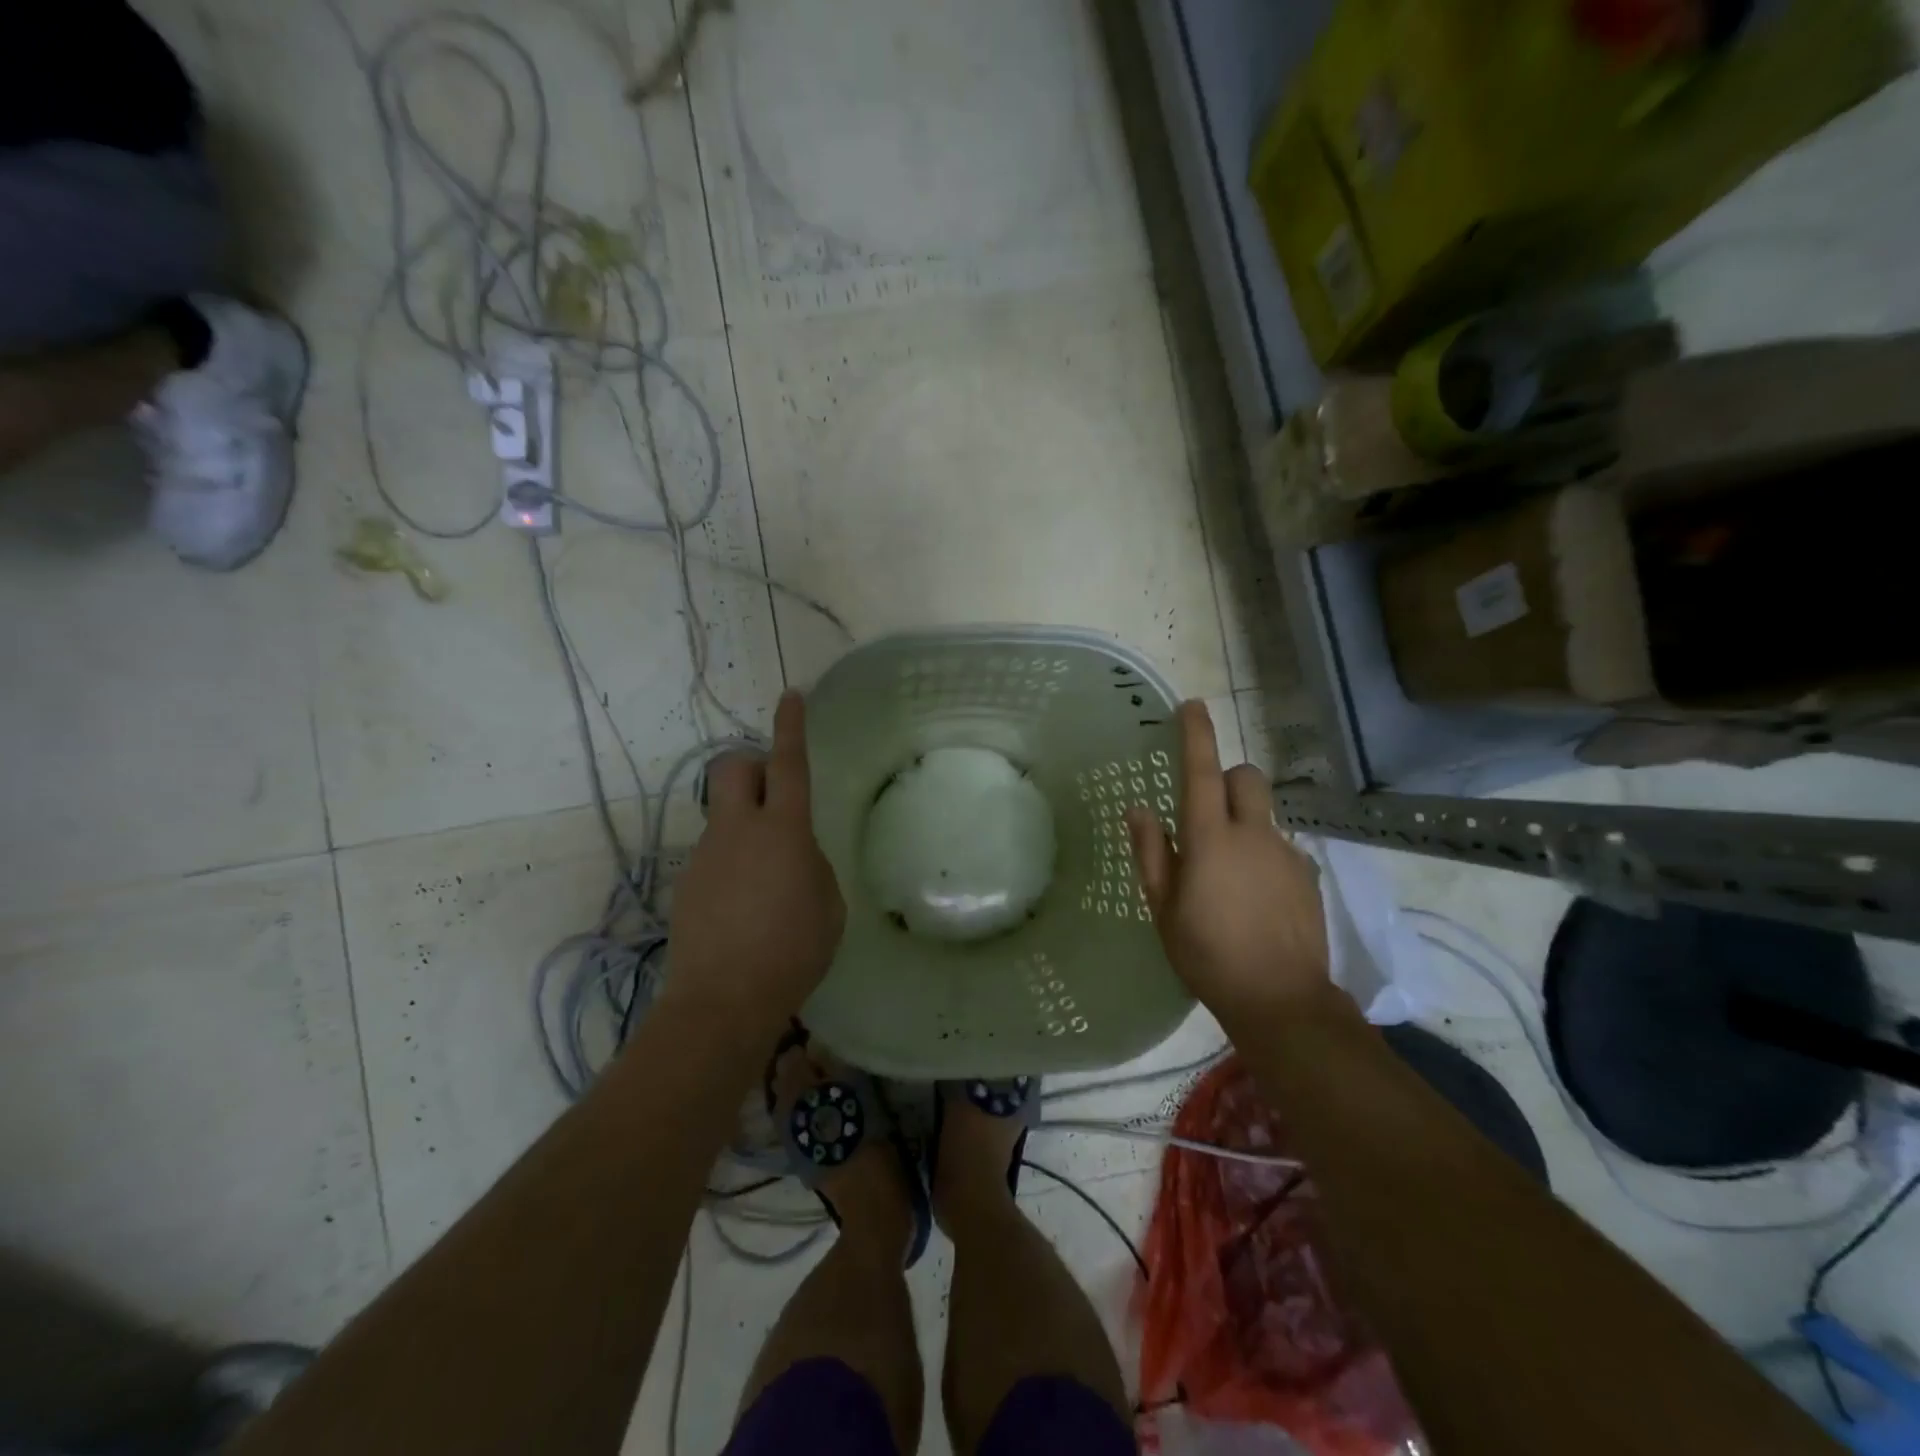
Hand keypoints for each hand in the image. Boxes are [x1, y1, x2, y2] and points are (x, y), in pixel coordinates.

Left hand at [662, 691, 844, 1040]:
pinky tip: (746, 904)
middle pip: (733, 767)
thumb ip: (812, 865)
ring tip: (767, 876)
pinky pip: (715, 853)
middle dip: (752, 764)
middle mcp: (738, 830)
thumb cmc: (792, 951)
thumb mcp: (828, 904)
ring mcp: (707, 855)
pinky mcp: (688, 882)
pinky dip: (733, 861)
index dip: (791, 726)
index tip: (790, 696)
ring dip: (746, 824)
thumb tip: (794, 853)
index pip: (788, 764)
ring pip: (724, 814)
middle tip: (774, 791)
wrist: (722, 1001)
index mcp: (783, 831)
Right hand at [1125, 700, 1334, 1031]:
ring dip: (1244, 822)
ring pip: (1264, 814)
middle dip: (1227, 778)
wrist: (1281, 1000)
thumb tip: (1139, 810)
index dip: (1197, 735)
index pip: (1202, 772)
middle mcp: (1253, 835)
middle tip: (1207, 811)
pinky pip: (1281, 845)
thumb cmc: (1207, 954)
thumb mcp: (1163, 908)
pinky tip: (1256, 896)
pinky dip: (1264, 854)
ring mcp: (1286, 853)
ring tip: (1229, 872)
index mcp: (1210, 840)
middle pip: (1246, 778)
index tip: (1191, 705)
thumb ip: (1151, 853)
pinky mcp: (1307, 875)